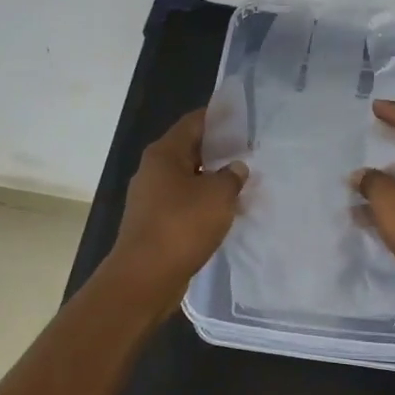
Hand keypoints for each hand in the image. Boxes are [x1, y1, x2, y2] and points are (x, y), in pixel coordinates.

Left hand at [106, 108, 246, 292]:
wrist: (145, 277)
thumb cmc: (181, 226)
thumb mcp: (218, 196)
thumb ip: (232, 177)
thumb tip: (236, 168)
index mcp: (164, 154)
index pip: (193, 123)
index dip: (218, 118)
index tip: (241, 117)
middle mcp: (153, 170)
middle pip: (189, 150)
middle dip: (219, 151)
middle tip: (249, 151)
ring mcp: (150, 199)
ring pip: (188, 179)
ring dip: (213, 180)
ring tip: (243, 183)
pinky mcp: (154, 223)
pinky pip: (184, 204)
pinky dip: (204, 203)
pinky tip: (225, 212)